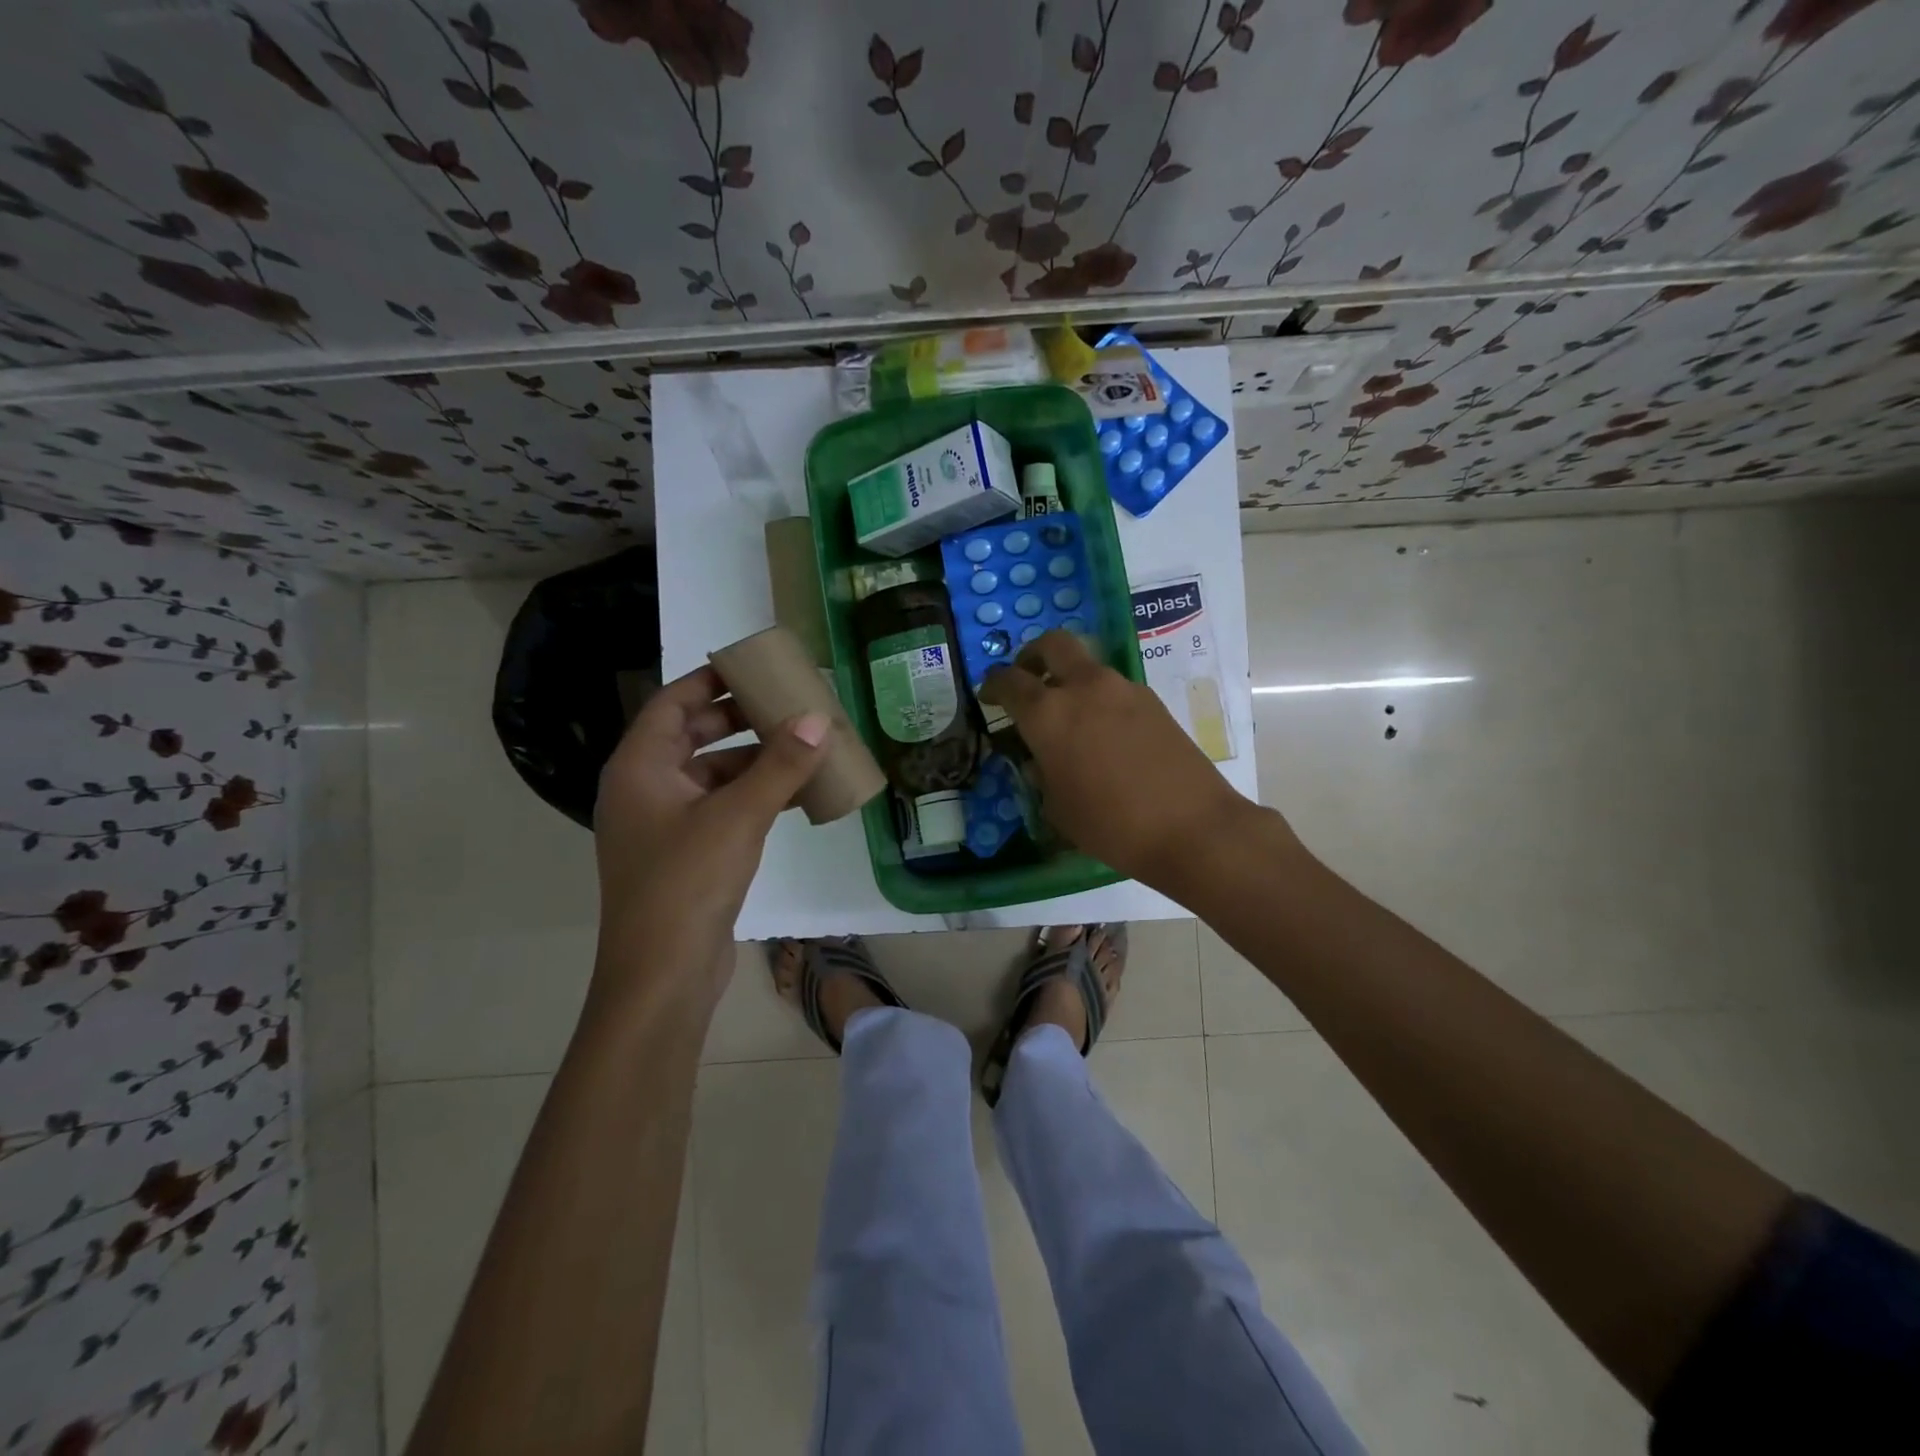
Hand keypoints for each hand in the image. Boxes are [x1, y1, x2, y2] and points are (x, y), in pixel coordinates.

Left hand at [590, 664, 827, 1013]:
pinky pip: (722, 809)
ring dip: (754, 760)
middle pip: (693, 736)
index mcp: (640, 767)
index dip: (710, 680)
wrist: (662, 976)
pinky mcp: (687, 856)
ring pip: (712, 775)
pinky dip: (755, 796)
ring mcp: (665, 826)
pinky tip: (797, 795)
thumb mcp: (738, 816)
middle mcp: (645, 789)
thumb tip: (818, 719)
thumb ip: (780, 766)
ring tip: (803, 746)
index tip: (752, 665)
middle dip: (740, 719)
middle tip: (787, 704)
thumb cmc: (687, 882)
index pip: (672, 703)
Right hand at [980, 630, 1259, 892]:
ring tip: (1070, 718)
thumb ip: (1041, 774)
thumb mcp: (1057, 808)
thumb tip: (1041, 758)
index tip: (988, 696)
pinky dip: (1099, 700)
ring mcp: (1123, 689)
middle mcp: (1084, 688)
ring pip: (1087, 667)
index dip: (992, 685)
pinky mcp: (1153, 702)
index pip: (1009, 681)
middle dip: (1032, 655)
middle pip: (1053, 644)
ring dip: (1070, 680)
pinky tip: (1105, 736)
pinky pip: (1114, 689)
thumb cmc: (1110, 825)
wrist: (1191, 827)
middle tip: (1027, 678)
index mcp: (1048, 713)